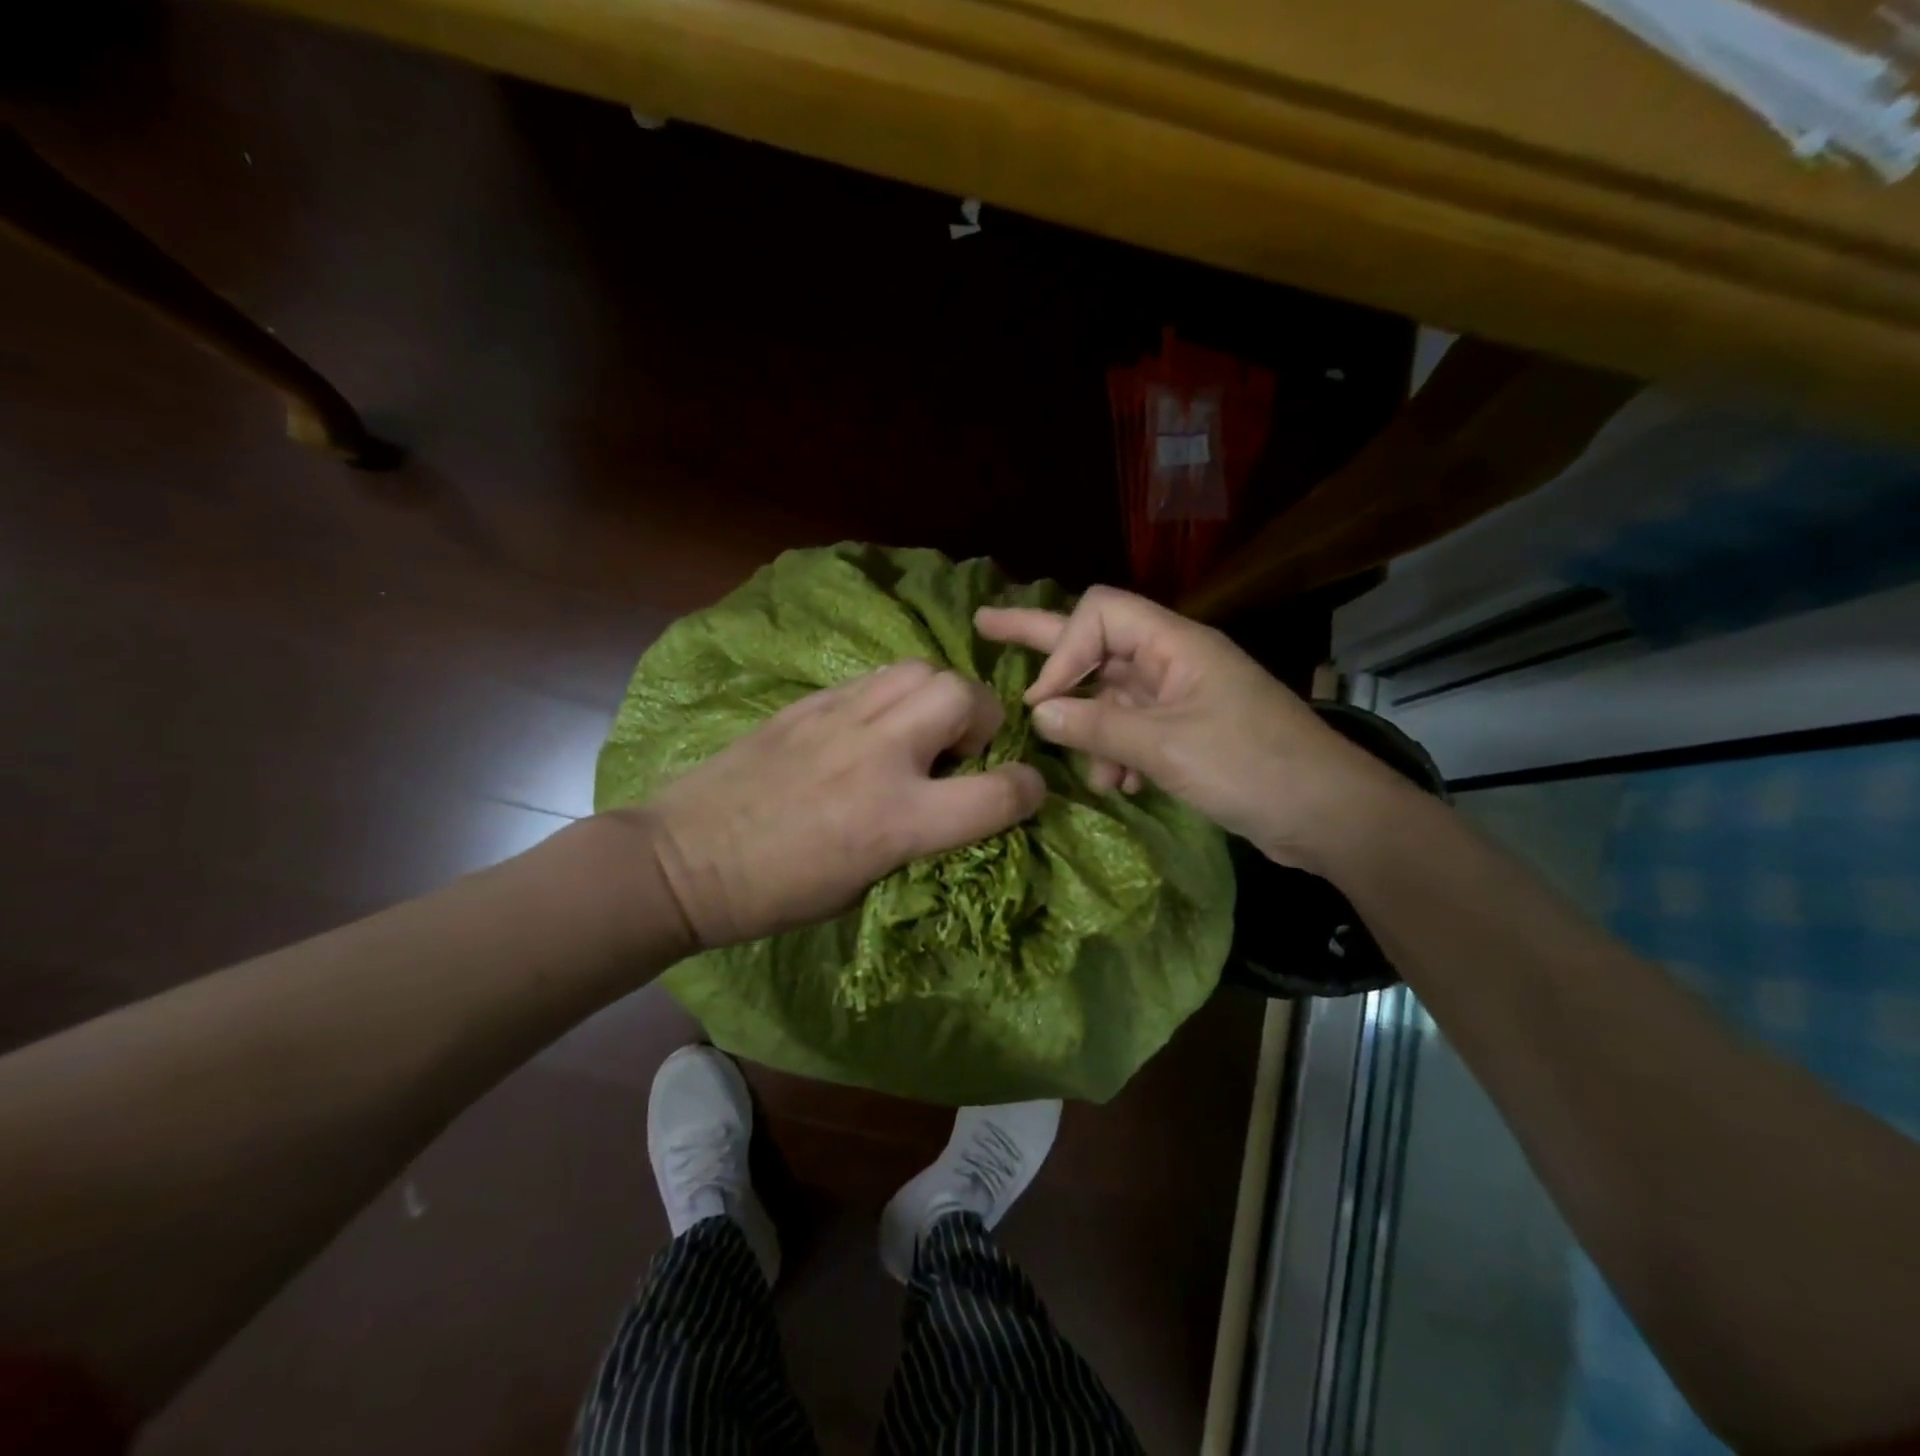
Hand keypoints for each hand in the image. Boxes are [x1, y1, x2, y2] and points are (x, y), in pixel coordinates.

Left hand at [629, 660, 1046, 949]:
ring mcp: (841, 720)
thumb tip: (947, 806)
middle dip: (983, 719)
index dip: (1028, 791)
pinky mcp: (808, 704)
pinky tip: (872, 725)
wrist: (685, 860)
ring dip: (938, 697)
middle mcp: (879, 757)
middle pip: (965, 696)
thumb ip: (918, 839)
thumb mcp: (865, 886)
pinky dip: (892, 696)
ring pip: (921, 670)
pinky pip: (873, 679)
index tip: (1022, 792)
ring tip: (919, 729)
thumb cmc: (775, 895)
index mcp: (896, 819)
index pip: (998, 793)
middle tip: (959, 750)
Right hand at [976, 586, 1407, 869]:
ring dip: (1093, 732)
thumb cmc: (1251, 768)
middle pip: (1096, 640)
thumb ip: (1098, 727)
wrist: (1329, 815)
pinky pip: (1133, 729)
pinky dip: (1119, 754)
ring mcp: (1180, 696)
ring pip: (1111, 697)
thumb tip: (1039, 712)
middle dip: (1042, 643)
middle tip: (985, 624)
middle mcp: (1173, 660)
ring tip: (1094, 774)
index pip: (1098, 616)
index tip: (1042, 703)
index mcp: (1175, 644)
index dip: (1062, 651)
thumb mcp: (1166, 747)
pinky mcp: (1187, 731)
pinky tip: (1121, 785)